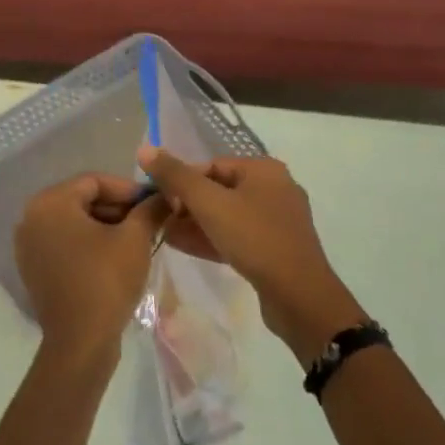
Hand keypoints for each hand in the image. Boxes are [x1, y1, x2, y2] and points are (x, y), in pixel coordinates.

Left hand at [14, 175, 171, 364]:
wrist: (81, 342)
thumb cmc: (106, 280)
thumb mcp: (135, 238)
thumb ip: (150, 209)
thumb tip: (166, 195)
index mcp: (50, 203)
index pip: (95, 182)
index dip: (129, 189)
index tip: (155, 203)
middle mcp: (31, 218)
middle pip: (82, 200)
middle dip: (118, 208)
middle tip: (149, 221)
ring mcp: (29, 246)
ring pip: (75, 223)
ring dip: (106, 227)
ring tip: (138, 240)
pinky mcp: (34, 269)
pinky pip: (65, 244)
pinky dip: (89, 245)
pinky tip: (116, 258)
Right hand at [138, 148, 365, 363]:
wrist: (299, 296)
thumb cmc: (254, 238)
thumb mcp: (210, 204)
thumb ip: (176, 176)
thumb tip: (145, 149)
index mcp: (263, 169)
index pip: (211, 166)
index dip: (181, 181)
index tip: (159, 202)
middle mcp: (274, 188)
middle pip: (219, 189)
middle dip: (186, 205)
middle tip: (160, 221)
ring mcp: (277, 220)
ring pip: (227, 215)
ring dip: (196, 224)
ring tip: (165, 235)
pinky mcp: (275, 248)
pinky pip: (237, 236)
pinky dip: (212, 238)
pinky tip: (185, 247)